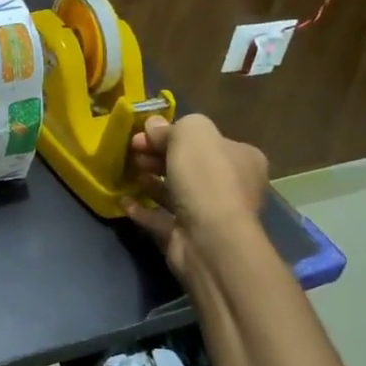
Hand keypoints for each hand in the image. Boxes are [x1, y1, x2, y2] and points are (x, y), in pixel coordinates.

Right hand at [123, 113, 268, 280]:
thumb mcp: (192, 133)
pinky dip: (143, 209)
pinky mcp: (188, 236)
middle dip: (158, 155)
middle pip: (189, 164)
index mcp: (242, 158)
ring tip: (129, 172)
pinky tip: (124, 201)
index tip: (145, 132)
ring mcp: (210, 214)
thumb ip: (171, 127)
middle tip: (133, 150)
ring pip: (175, 191)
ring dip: (151, 181)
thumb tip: (153, 127)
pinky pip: (161, 218)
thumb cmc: (206, 178)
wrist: (209, 238)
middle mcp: (232, 186)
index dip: (174, 133)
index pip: (206, 140)